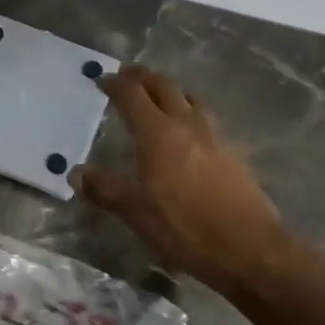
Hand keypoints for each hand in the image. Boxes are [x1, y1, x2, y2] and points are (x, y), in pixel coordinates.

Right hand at [75, 66, 289, 301]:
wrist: (249, 247)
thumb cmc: (185, 227)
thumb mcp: (136, 212)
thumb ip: (105, 188)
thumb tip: (75, 172)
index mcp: (158, 134)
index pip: (133, 95)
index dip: (116, 84)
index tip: (103, 80)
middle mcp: (187, 125)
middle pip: (164, 87)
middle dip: (143, 78)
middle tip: (128, 76)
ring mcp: (215, 136)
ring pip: (190, 98)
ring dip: (171, 91)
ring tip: (160, 96)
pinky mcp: (234, 152)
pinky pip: (207, 119)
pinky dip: (191, 112)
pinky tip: (189, 131)